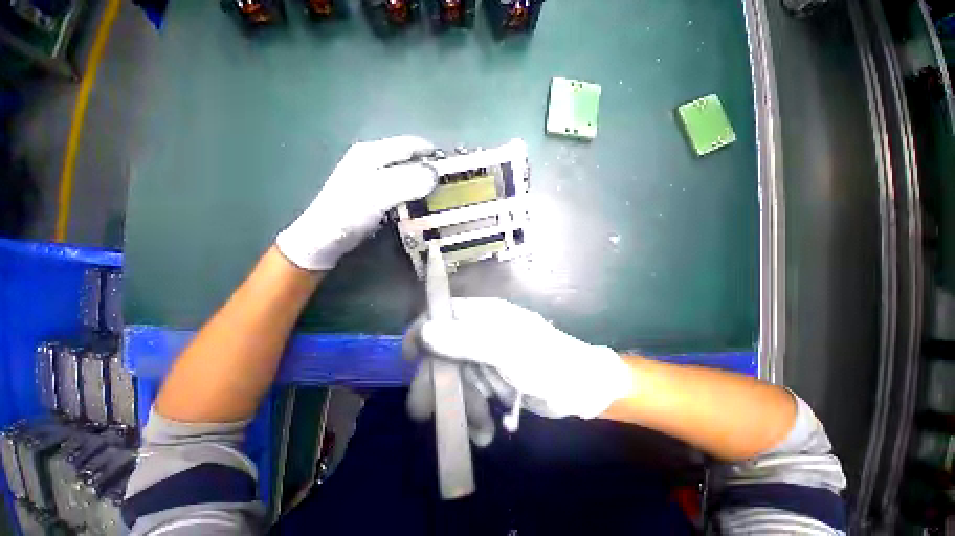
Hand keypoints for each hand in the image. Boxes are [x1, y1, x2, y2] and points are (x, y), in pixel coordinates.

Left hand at [276, 135, 437, 270]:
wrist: (325, 238)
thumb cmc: (348, 213)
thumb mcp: (377, 195)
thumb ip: (407, 181)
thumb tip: (436, 173)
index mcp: (372, 152)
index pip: (410, 145)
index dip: (432, 153)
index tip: (454, 168)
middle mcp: (373, 160)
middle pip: (409, 159)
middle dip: (430, 169)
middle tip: (449, 186)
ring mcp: (374, 178)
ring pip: (407, 174)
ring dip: (424, 183)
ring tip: (441, 196)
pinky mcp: (376, 194)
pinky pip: (402, 189)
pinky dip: (415, 194)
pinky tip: (423, 204)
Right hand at [405, 298, 633, 423]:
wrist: (579, 387)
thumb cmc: (545, 361)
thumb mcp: (504, 349)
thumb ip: (465, 340)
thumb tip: (424, 331)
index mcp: (483, 316)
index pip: (443, 313)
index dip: (423, 330)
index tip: (410, 356)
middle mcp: (480, 332)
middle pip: (443, 350)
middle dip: (436, 381)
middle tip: (424, 411)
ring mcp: (485, 356)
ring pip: (456, 377)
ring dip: (460, 405)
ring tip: (477, 429)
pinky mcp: (491, 378)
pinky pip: (471, 394)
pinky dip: (475, 413)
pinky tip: (485, 430)